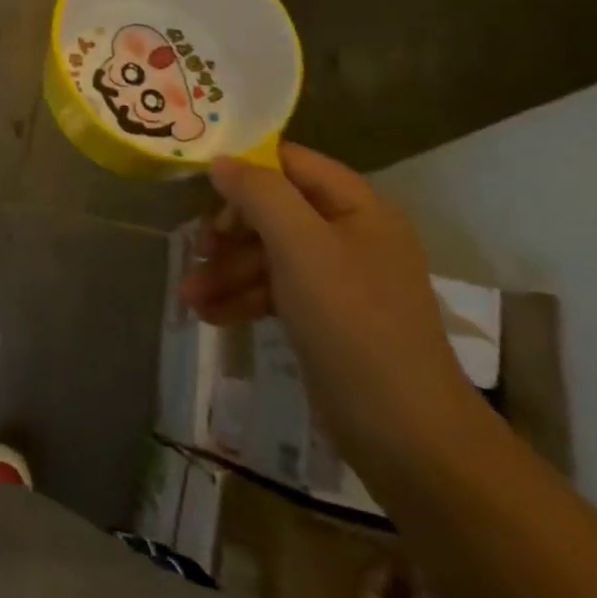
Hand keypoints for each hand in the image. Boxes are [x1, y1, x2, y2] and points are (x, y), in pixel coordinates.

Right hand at [179, 143, 482, 485]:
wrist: (408, 437)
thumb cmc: (353, 324)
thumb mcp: (301, 247)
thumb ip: (259, 194)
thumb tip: (221, 160)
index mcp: (357, 207)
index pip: (290, 163)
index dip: (245, 168)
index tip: (198, 186)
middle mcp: (349, 234)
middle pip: (272, 210)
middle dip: (228, 231)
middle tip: (196, 249)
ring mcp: (337, 278)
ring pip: (267, 253)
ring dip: (225, 270)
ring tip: (188, 296)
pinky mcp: (325, 317)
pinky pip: (273, 289)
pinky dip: (240, 297)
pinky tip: (208, 314)